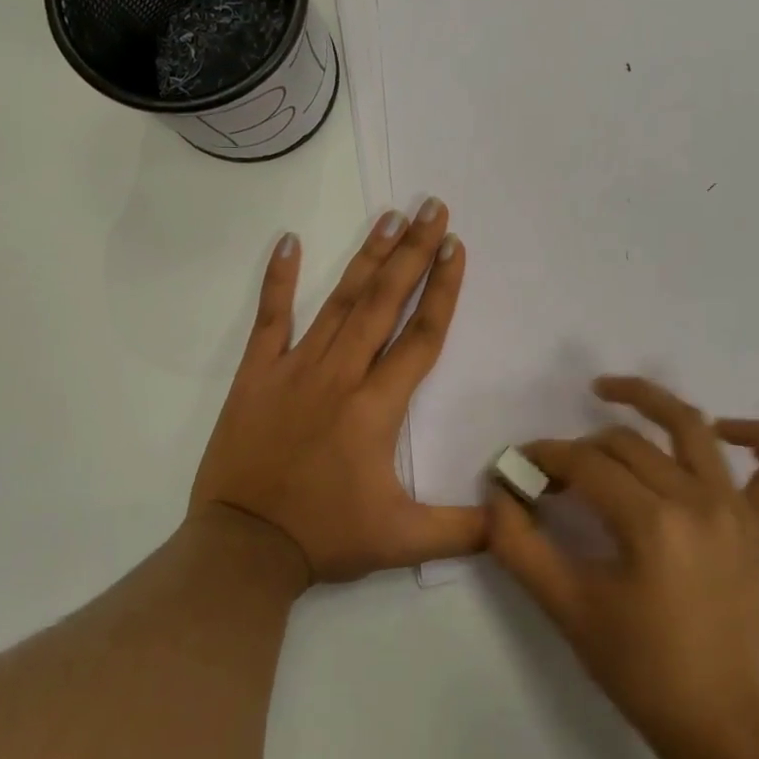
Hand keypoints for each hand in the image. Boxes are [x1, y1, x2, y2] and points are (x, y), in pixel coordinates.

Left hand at [189, 200, 487, 585]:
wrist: (242, 550)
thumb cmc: (325, 537)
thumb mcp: (403, 540)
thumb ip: (465, 528)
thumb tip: (516, 519)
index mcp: (377, 406)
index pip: (421, 336)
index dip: (443, 289)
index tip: (456, 246)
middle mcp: (341, 374)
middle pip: (385, 302)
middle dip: (413, 252)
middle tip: (432, 208)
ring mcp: (295, 368)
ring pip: (340, 301)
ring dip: (367, 257)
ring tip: (389, 216)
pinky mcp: (256, 374)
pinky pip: (270, 318)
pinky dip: (278, 279)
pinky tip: (288, 240)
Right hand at [487, 376, 758, 758]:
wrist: (718, 720)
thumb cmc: (638, 668)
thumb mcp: (567, 609)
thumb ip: (520, 547)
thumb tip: (497, 494)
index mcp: (651, 522)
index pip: (586, 464)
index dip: (545, 457)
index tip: (519, 466)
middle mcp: (698, 500)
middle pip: (627, 445)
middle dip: (580, 448)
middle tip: (552, 472)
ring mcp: (737, 509)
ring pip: (693, 429)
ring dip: (651, 401)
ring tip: (609, 391)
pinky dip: (756, 437)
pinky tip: (723, 430)